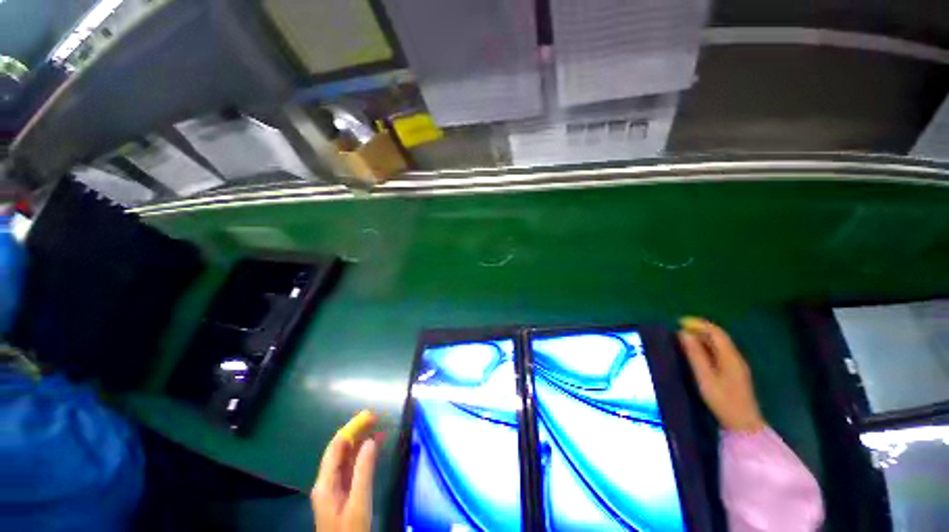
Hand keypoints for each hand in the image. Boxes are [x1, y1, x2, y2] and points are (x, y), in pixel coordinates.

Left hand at [312, 412, 381, 531]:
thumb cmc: (351, 530)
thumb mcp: (359, 502)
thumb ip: (364, 471)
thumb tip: (371, 441)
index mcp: (325, 483)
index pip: (336, 447)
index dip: (352, 428)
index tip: (370, 416)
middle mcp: (326, 482)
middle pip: (340, 450)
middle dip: (356, 431)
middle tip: (375, 418)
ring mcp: (332, 488)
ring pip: (345, 457)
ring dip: (360, 441)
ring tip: (377, 427)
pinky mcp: (341, 493)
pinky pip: (350, 467)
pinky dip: (361, 454)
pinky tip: (372, 447)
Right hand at [677, 317, 765, 432]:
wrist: (743, 424)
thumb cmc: (722, 400)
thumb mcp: (705, 377)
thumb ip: (695, 354)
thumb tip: (683, 334)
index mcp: (730, 356)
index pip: (716, 332)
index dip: (699, 324)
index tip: (680, 322)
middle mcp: (735, 357)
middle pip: (719, 337)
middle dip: (700, 329)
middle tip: (679, 329)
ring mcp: (737, 365)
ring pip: (720, 345)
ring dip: (703, 338)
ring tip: (684, 339)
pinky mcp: (735, 373)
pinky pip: (720, 352)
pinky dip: (707, 347)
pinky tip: (697, 352)